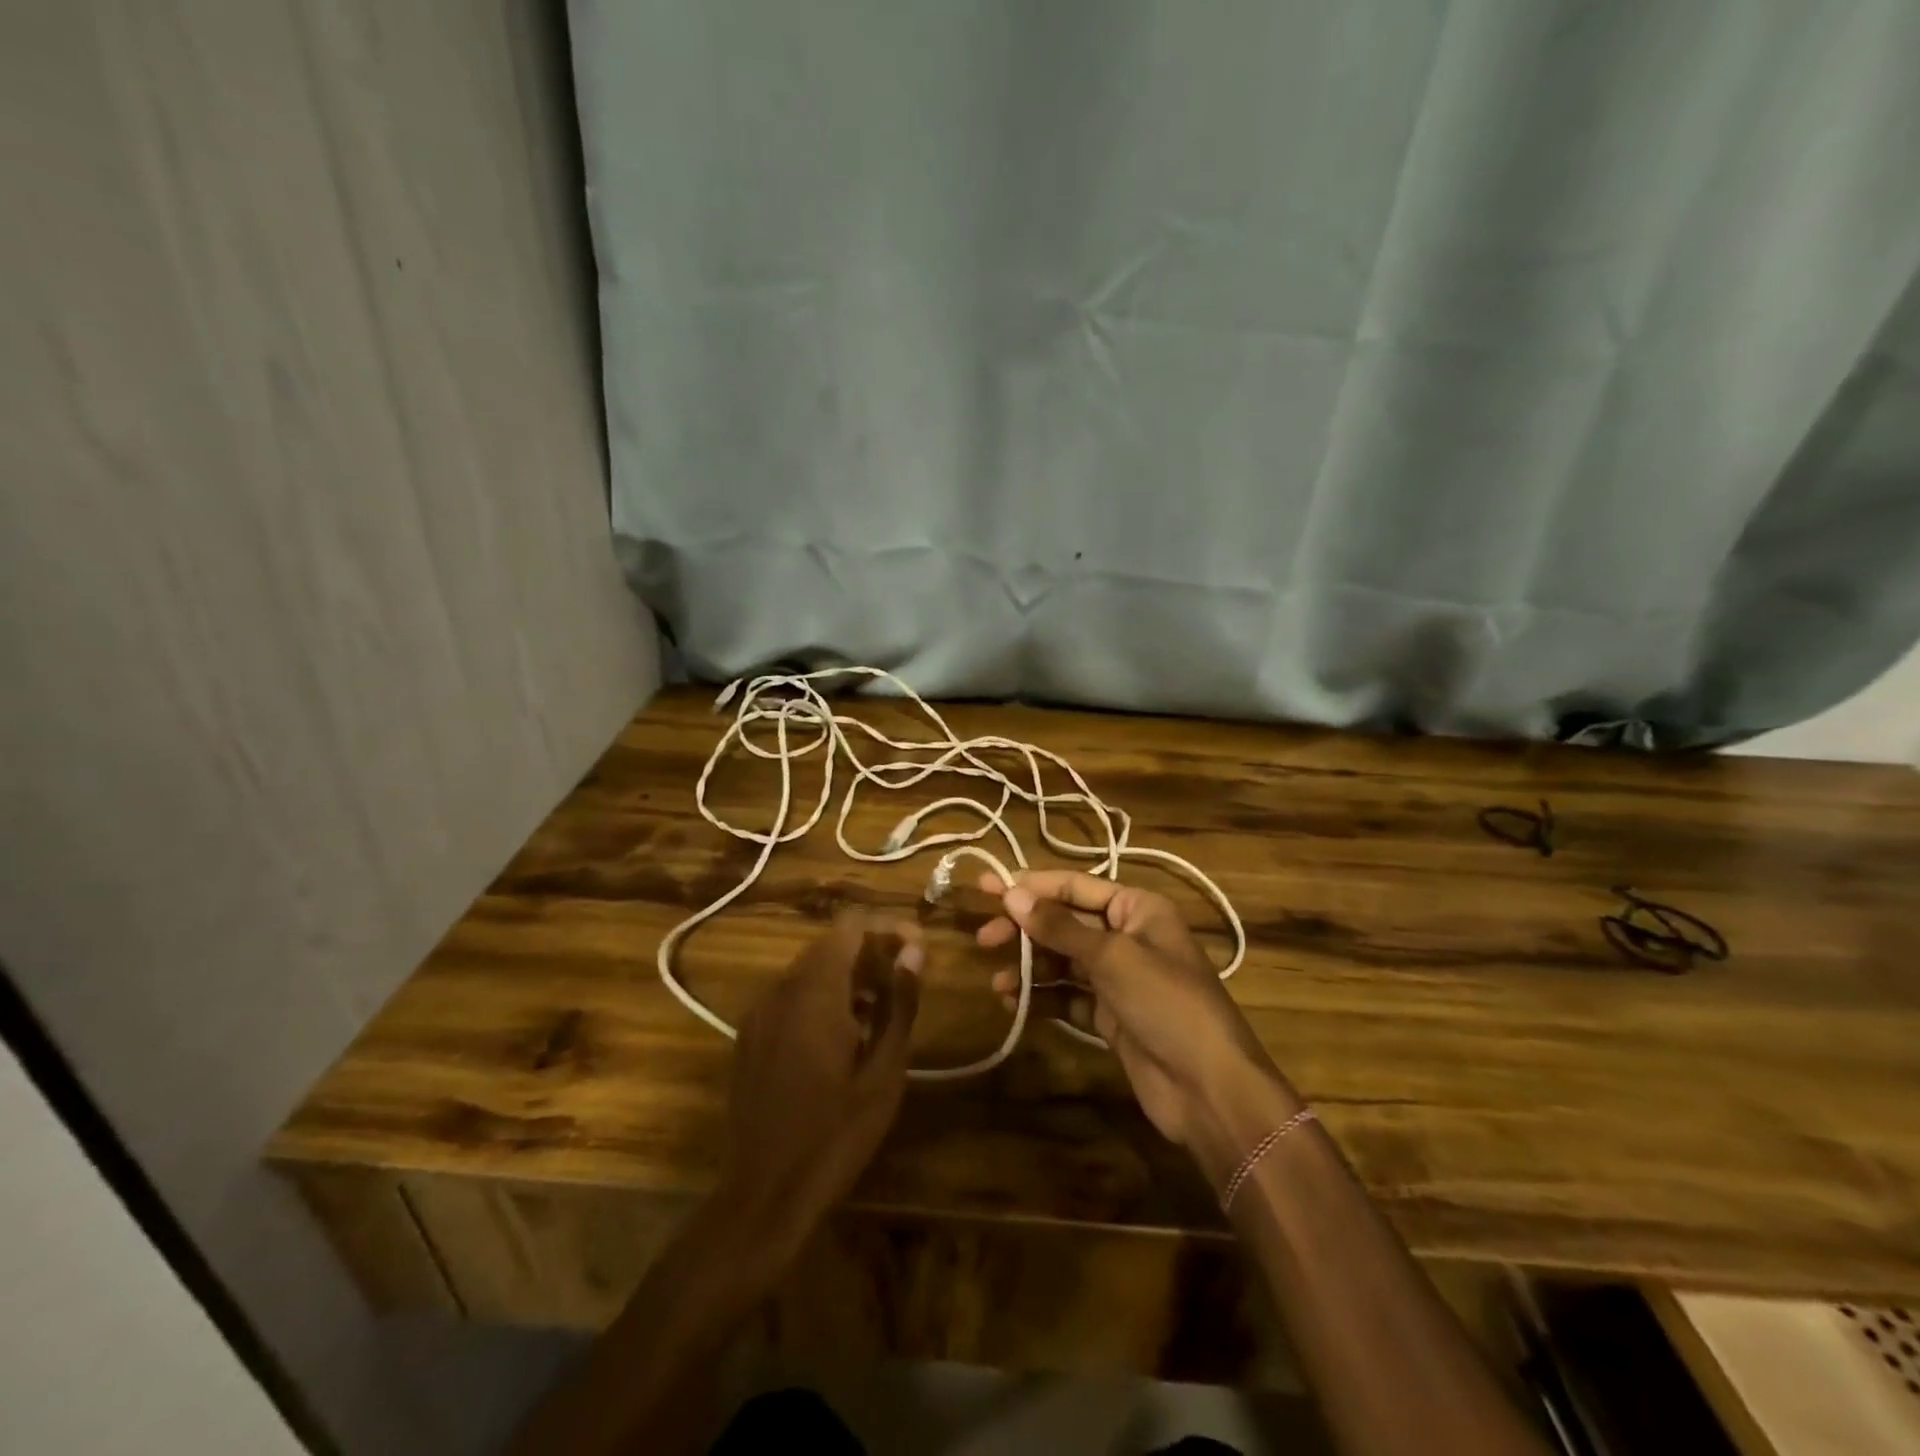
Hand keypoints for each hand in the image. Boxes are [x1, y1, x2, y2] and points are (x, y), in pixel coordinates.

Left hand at [717, 911, 921, 1256]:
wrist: (764, 1194)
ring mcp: (759, 1013)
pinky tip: (844, 1037)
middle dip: (871, 954)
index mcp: (814, 992)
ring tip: (881, 1014)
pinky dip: (822, 998)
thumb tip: (915, 952)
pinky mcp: (749, 1036)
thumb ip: (900, 1004)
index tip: (917, 947)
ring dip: (848, 977)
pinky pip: (791, 997)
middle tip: (905, 985)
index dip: (887, 927)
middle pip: (830, 945)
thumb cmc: (835, 1134)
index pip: (850, 926)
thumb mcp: (884, 1072)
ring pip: (810, 971)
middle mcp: (781, 990)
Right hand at [979, 871, 1297, 1185]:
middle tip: (984, 938)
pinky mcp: (1112, 1016)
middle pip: (1065, 923)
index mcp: (1138, 909)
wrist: (1210, 1089)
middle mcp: (1128, 936)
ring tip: (997, 982)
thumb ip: (1059, 927)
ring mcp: (1120, 979)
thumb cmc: (1166, 1003)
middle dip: (1026, 929)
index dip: (1030, 886)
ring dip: (1030, 968)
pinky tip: (1015, 1004)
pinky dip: (1044, 999)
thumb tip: (1011, 894)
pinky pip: (1069, 997)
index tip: (986, 887)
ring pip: (1064, 961)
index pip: (1074, 886)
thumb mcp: (1112, 957)